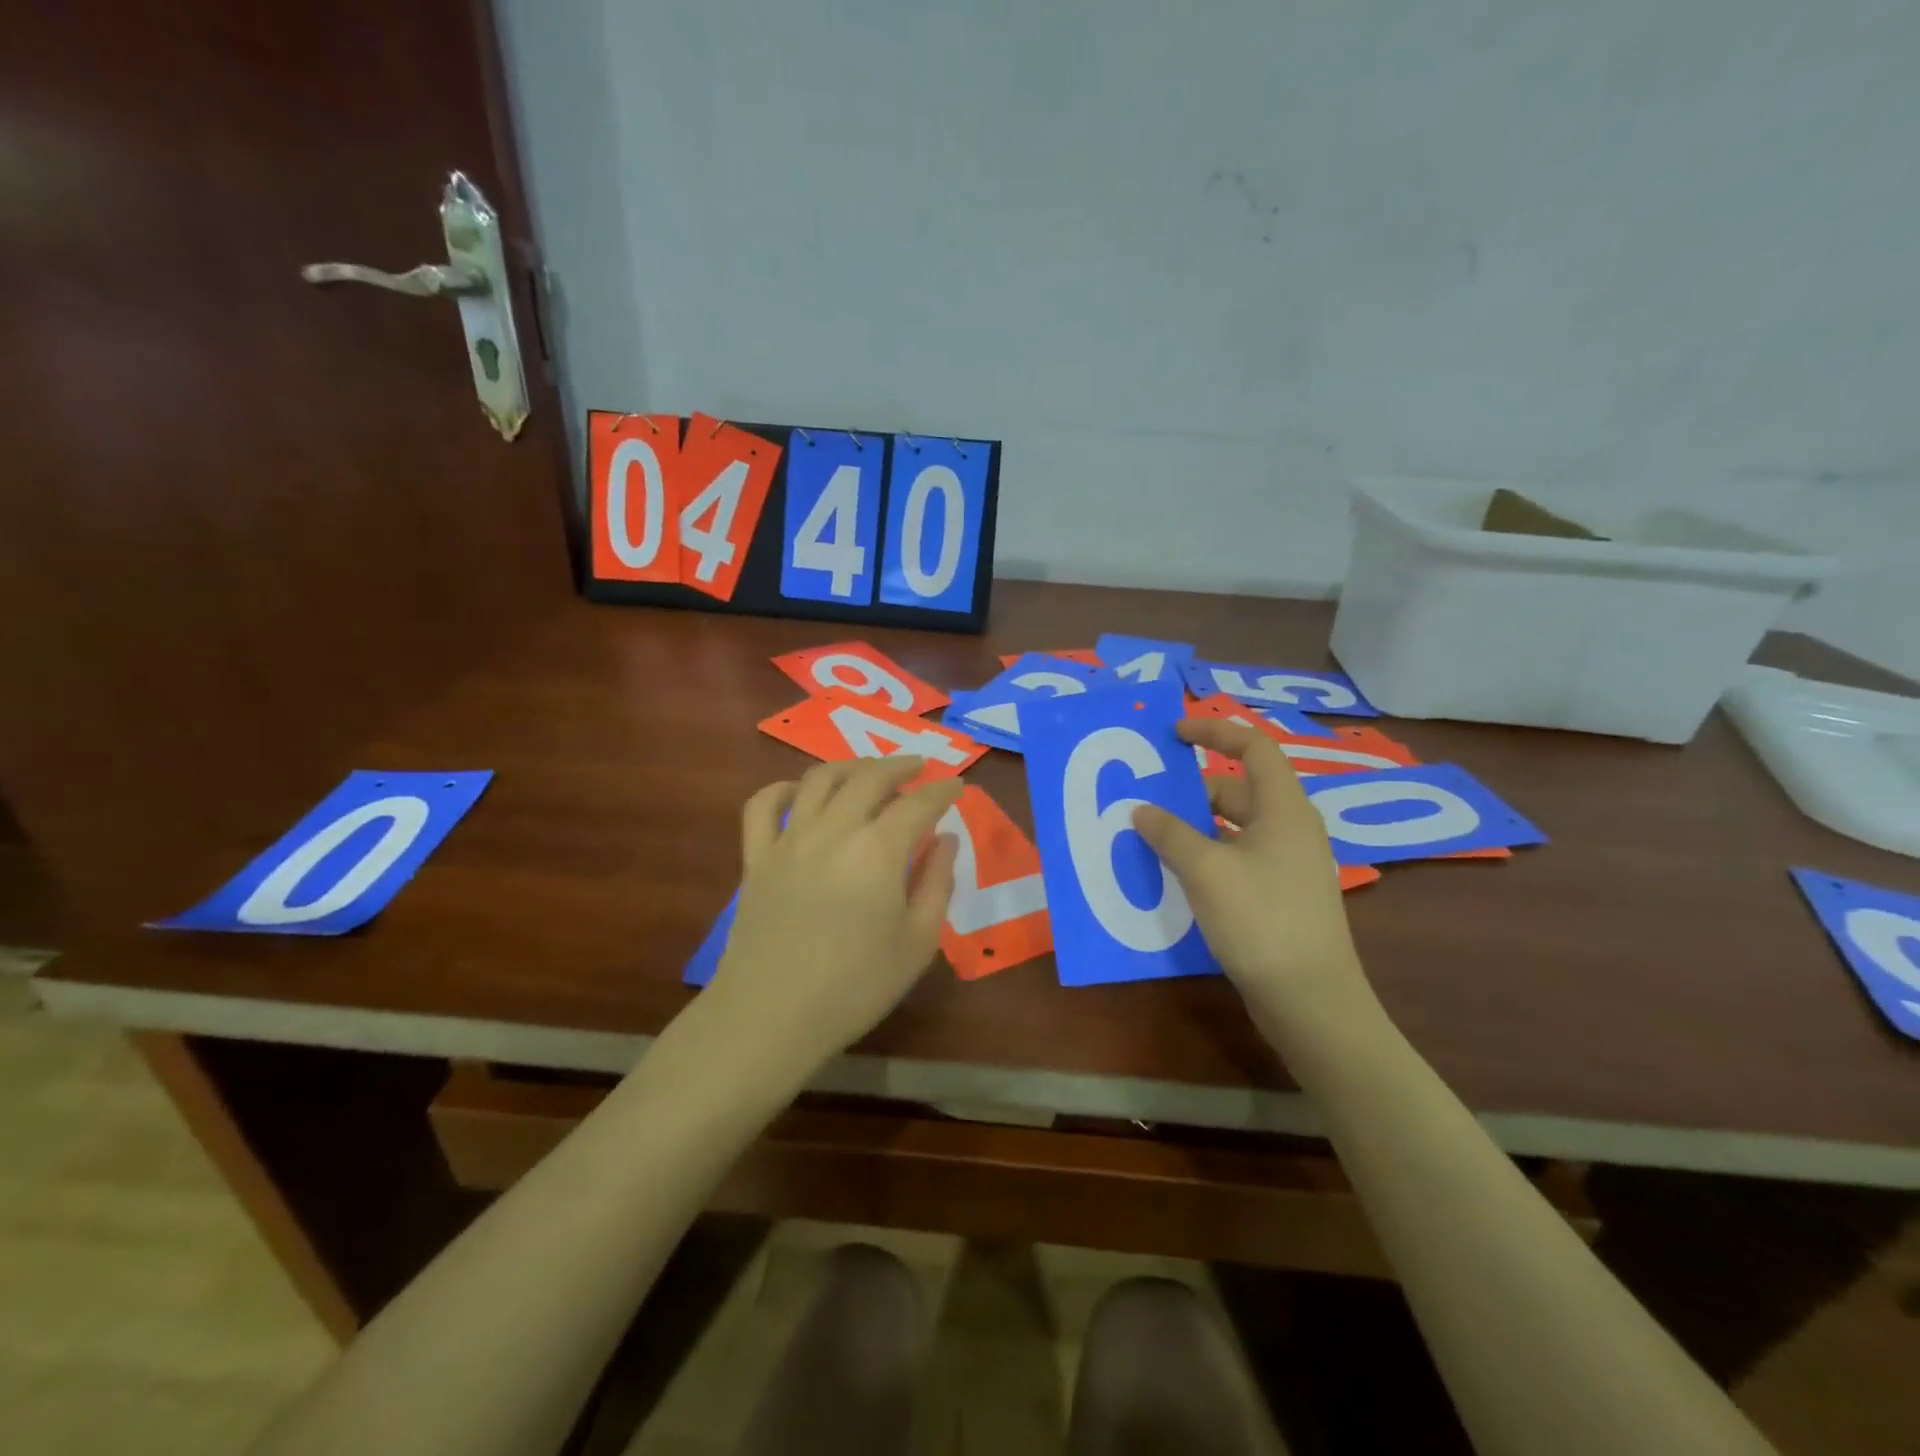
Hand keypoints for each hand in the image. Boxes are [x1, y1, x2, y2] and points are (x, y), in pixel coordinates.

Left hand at [707, 757, 960, 1077]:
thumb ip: (937, 884)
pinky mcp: (756, 857)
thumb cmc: (855, 987)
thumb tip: (946, 840)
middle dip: (900, 766)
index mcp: (877, 851)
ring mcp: (789, 840)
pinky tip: (798, 792)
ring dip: (850, 766)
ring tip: (869, 770)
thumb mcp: (917, 943)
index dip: (942, 791)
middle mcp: (833, 831)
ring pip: (818, 780)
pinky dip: (782, 789)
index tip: (957, 786)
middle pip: (869, 778)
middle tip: (919, 767)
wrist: (771, 1017)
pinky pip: (762, 806)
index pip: (918, 804)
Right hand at [1132, 719, 1381, 1045]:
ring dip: (1195, 827)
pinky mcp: (1280, 896)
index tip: (1174, 735)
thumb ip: (1170, 834)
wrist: (1310, 1001)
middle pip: (1239, 790)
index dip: (1214, 732)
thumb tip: (1141, 809)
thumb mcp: (1206, 871)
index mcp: (1284, 810)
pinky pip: (1238, 858)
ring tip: (1151, 836)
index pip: (1254, 748)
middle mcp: (1291, 830)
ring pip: (1235, 828)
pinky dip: (1206, 856)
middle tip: (1147, 798)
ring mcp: (1288, 865)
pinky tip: (1176, 875)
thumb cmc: (1261, 921)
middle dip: (1192, 790)